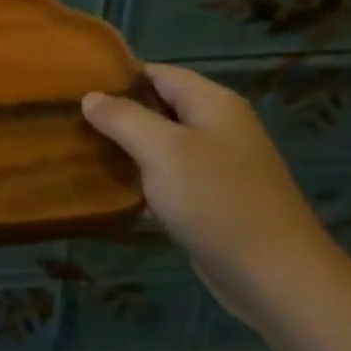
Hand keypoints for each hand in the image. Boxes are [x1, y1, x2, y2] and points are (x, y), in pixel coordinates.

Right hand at [82, 65, 349, 329]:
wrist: (276, 277)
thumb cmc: (215, 200)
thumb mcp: (160, 149)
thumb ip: (122, 117)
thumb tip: (91, 97)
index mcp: (212, 102)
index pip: (156, 72)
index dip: (116, 78)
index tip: (75, 90)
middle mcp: (219, 126)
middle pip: (159, 107)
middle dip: (118, 115)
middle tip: (73, 124)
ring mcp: (221, 164)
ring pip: (163, 144)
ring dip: (129, 150)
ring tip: (85, 154)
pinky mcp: (217, 199)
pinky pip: (172, 177)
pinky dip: (146, 179)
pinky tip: (117, 190)